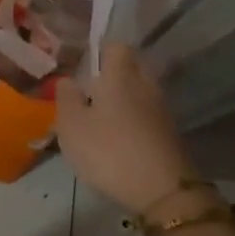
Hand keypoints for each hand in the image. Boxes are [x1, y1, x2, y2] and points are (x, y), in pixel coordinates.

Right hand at [56, 42, 195, 211]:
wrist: (161, 189)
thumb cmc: (109, 151)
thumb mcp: (72, 126)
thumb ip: (66, 98)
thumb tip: (67, 79)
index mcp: (121, 75)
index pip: (115, 46)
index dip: (99, 51)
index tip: (81, 65)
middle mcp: (145, 84)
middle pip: (131, 67)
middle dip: (111, 74)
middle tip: (88, 91)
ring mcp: (161, 109)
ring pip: (139, 91)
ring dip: (122, 99)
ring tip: (99, 118)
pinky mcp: (168, 132)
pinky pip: (146, 113)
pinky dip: (132, 118)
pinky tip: (117, 137)